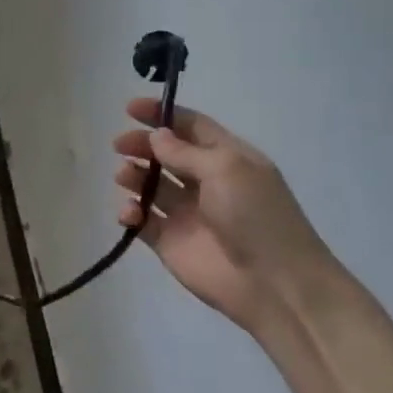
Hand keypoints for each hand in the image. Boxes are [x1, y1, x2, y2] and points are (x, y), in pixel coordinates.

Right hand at [113, 101, 339, 336]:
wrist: (273, 283)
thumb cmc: (257, 217)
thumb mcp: (226, 170)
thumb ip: (185, 152)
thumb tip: (156, 135)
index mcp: (228, 159)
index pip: (192, 127)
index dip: (162, 115)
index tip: (130, 108)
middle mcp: (205, 182)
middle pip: (166, 154)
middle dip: (142, 145)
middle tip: (119, 145)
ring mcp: (186, 213)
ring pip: (150, 185)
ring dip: (133, 176)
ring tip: (124, 176)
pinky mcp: (168, 241)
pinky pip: (141, 220)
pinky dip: (130, 213)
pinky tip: (129, 214)